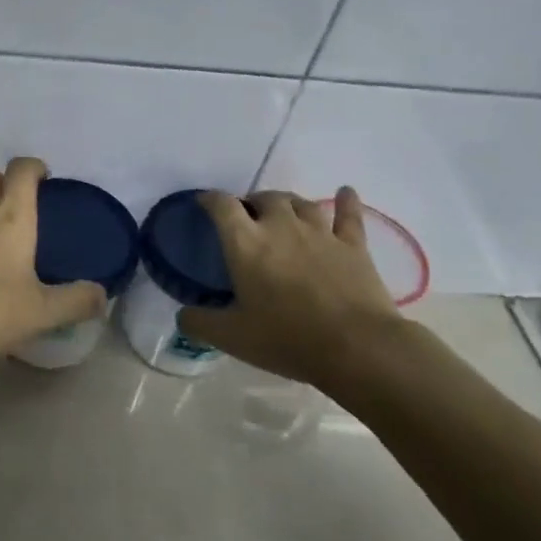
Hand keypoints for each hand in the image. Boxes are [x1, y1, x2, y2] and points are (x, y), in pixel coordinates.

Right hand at [178, 186, 410, 387]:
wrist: (357, 347)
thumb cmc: (287, 338)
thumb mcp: (231, 337)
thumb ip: (199, 323)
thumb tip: (183, 315)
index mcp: (246, 243)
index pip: (222, 206)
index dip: (209, 200)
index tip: (203, 204)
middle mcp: (281, 227)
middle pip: (265, 198)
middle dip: (253, 203)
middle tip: (248, 220)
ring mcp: (320, 233)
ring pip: (301, 202)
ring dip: (288, 203)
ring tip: (283, 212)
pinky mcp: (353, 245)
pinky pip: (349, 214)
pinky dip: (346, 201)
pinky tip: (345, 192)